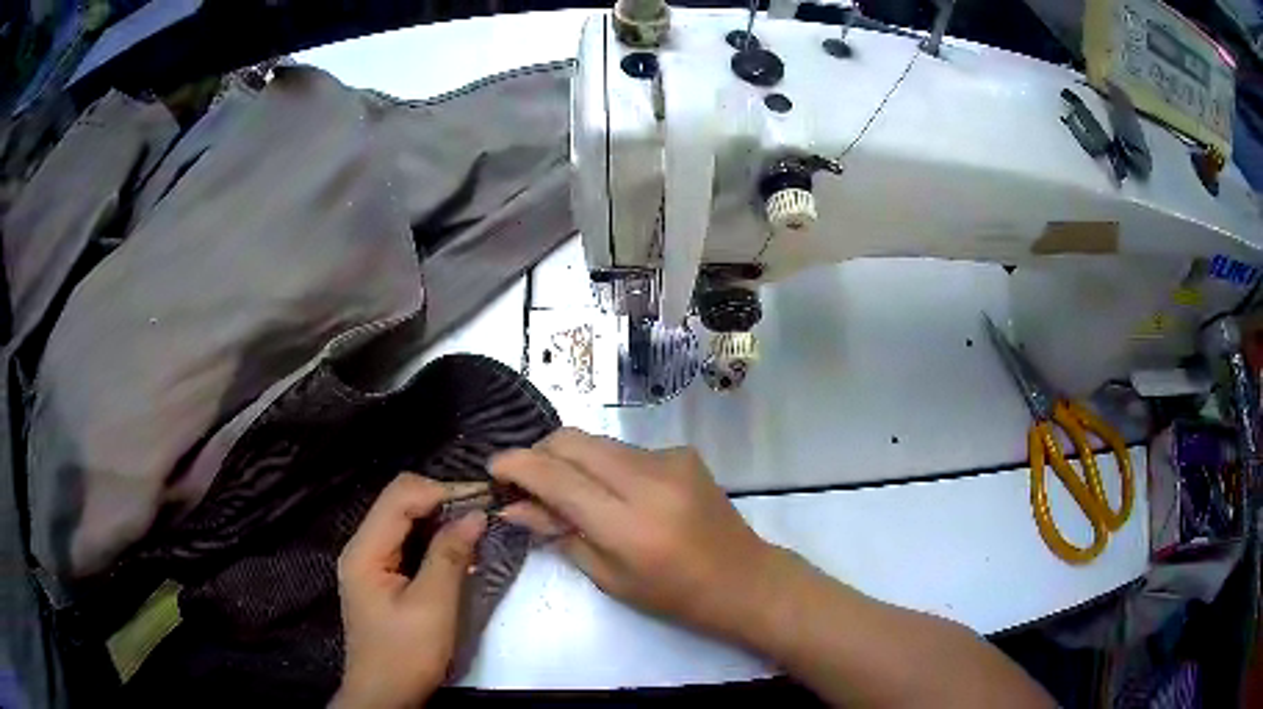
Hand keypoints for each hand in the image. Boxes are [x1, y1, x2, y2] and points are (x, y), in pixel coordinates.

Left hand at [333, 474, 486, 708]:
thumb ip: (450, 556)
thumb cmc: (406, 654)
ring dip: (440, 521)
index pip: (400, 495)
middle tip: (484, 516)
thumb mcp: (433, 607)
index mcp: (365, 550)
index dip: (442, 491)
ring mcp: (369, 562)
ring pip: (404, 521)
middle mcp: (362, 547)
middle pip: (400, 503)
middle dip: (442, 502)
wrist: (385, 695)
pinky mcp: (380, 577)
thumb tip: (475, 514)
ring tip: (477, 530)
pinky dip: (433, 541)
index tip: (483, 502)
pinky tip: (457, 551)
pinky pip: (406, 543)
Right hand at [490, 429, 779, 640]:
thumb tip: (513, 508)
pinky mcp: (682, 452)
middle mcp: (649, 479)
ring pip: (596, 441)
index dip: (517, 466)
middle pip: (572, 441)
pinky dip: (603, 465)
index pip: (556, 476)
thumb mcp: (609, 576)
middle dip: (539, 453)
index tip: (493, 468)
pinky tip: (611, 493)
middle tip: (524, 482)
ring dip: (570, 459)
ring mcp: (670, 459)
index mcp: (629, 523)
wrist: (742, 578)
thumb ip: (559, 534)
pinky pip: (624, 450)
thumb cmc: (673, 594)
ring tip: (564, 490)